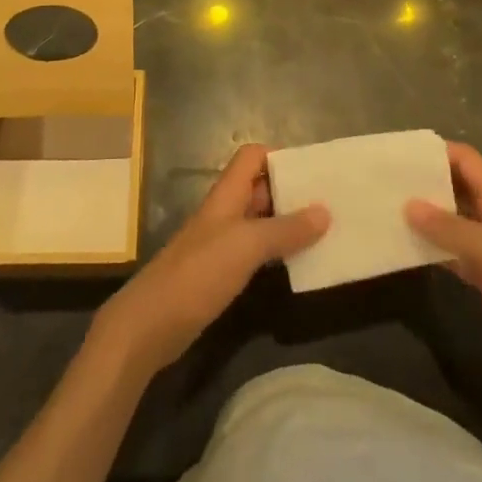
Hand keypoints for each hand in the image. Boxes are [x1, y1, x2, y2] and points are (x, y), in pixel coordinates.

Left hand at [91, 145, 327, 380]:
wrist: (150, 324)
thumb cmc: (198, 274)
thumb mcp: (246, 246)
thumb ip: (285, 229)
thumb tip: (325, 211)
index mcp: (226, 196)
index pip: (252, 157)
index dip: (280, 157)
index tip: (313, 171)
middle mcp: (224, 213)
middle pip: (259, 188)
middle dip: (292, 191)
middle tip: (331, 202)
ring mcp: (221, 244)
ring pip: (260, 222)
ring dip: (288, 224)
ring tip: (326, 231)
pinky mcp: (221, 274)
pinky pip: (256, 252)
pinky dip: (277, 252)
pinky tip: (300, 264)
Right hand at [407, 142, 481, 419]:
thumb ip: (451, 228)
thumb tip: (408, 204)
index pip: (465, 159)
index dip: (434, 151)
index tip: (396, 155)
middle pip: (455, 186)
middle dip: (422, 181)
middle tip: (380, 183)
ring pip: (451, 220)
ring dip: (423, 215)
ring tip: (383, 211)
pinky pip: (453, 253)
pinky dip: (431, 249)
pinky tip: (405, 251)